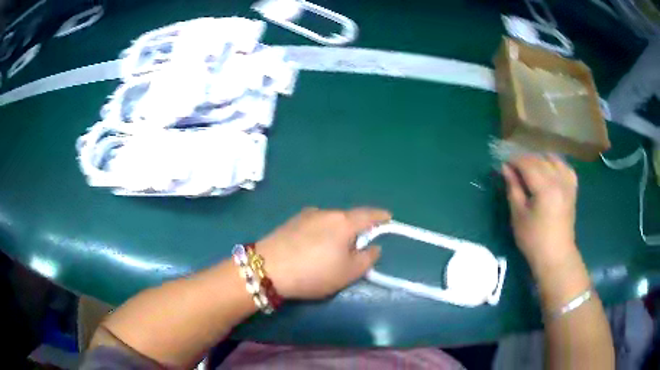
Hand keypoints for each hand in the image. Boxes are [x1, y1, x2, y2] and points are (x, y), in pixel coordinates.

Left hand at [255, 207, 390, 298]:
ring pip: (330, 222)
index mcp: (343, 222)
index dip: (380, 216)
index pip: (368, 214)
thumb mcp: (348, 273)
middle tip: (357, 248)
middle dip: (356, 230)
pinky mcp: (291, 222)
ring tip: (331, 252)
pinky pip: (314, 225)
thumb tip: (373, 247)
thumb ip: (367, 258)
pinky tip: (312, 248)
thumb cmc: (314, 272)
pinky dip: (321, 233)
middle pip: (348, 218)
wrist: (267, 268)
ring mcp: (306, 215)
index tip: (388, 217)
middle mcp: (326, 212)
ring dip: (336, 232)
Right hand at [502, 155, 578, 273]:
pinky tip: (550, 170)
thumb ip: (513, 188)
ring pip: (553, 159)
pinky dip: (556, 164)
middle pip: (540, 159)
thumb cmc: (533, 239)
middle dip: (525, 160)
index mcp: (545, 187)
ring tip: (531, 170)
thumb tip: (506, 168)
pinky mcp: (572, 189)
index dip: (514, 161)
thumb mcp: (518, 215)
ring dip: (540, 160)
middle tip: (514, 170)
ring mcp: (568, 184)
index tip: (504, 165)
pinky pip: (565, 167)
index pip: (527, 163)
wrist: (555, 255)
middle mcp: (559, 180)